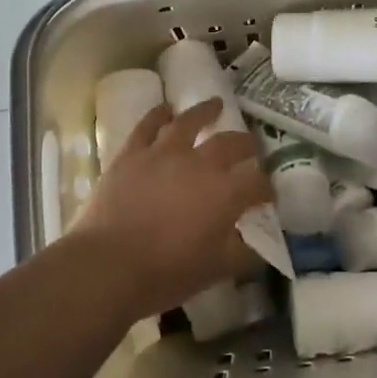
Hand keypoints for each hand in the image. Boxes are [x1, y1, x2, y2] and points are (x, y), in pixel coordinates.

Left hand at [71, 98, 270, 319]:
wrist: (108, 264)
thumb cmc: (166, 272)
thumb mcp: (215, 271)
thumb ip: (241, 255)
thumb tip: (255, 247)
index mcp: (225, 193)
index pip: (256, 183)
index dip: (266, 187)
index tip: (267, 194)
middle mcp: (200, 163)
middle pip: (230, 144)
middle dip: (246, 144)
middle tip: (251, 145)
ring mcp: (164, 153)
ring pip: (190, 121)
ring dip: (205, 111)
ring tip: (216, 105)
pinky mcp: (133, 152)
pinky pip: (148, 125)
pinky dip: (159, 114)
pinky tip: (166, 109)